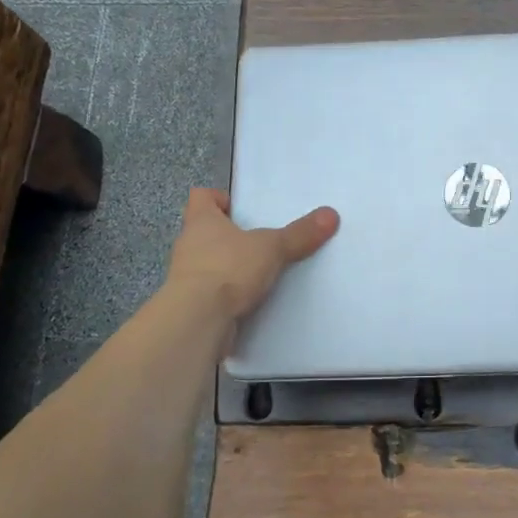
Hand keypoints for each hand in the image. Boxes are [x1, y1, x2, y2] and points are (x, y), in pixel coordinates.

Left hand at [166, 188, 339, 322]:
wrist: (197, 320)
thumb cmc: (229, 269)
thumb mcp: (272, 247)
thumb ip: (300, 233)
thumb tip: (331, 214)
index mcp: (201, 221)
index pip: (201, 196)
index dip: (218, 198)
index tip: (238, 208)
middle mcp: (188, 244)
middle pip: (205, 231)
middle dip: (229, 235)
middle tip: (258, 240)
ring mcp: (186, 276)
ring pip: (208, 263)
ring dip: (228, 266)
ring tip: (258, 272)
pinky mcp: (190, 304)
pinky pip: (210, 292)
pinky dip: (227, 294)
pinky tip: (250, 301)